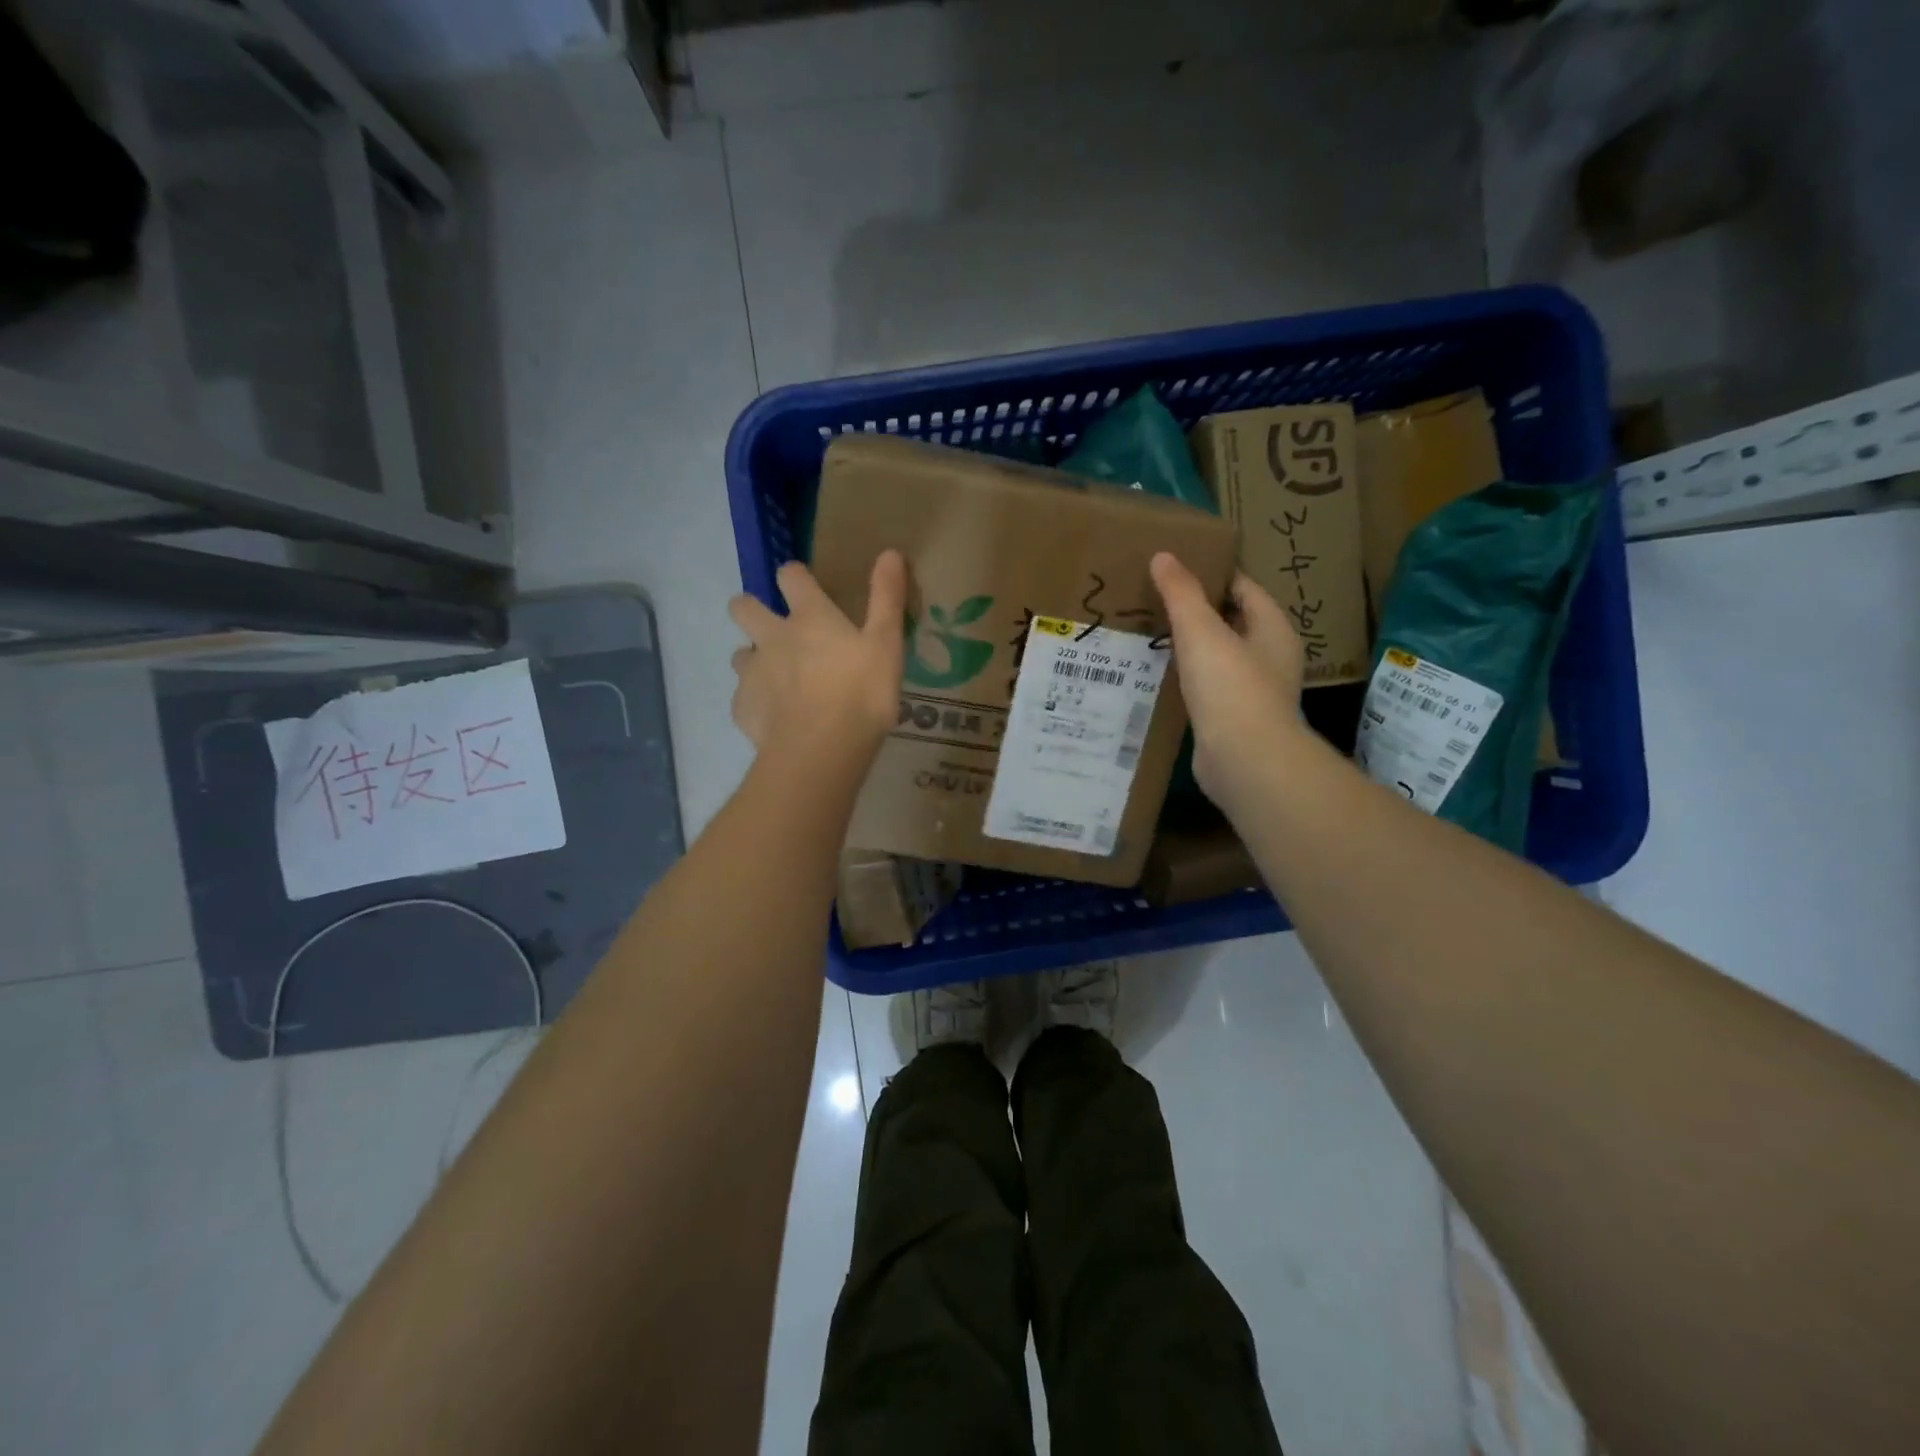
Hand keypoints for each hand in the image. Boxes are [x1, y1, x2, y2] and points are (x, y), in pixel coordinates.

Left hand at [728, 551, 906, 767]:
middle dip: (750, 609)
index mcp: (808, 617)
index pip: (790, 576)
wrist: (821, 749)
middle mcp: (772, 637)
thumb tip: (890, 552)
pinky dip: (757, 703)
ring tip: (777, 680)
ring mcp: (752, 673)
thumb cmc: (861, 692)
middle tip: (772, 628)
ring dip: (754, 659)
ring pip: (740, 655)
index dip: (795, 576)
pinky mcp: (743, 709)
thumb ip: (887, 598)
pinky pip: (744, 698)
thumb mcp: (886, 643)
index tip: (803, 585)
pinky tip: (776, 718)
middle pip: (743, 608)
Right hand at [1150, 552, 1307, 805]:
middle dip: (1197, 611)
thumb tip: (1163, 556)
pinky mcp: (1233, 720)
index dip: (1212, 574)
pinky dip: (1188, 679)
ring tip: (1151, 634)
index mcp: (1273, 629)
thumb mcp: (1201, 631)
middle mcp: (1270, 657)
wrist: (1244, 760)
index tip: (1175, 568)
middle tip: (1156, 599)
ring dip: (1191, 647)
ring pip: (1218, 657)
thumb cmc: (1230, 687)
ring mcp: (1253, 692)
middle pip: (1232, 622)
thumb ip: (1181, 593)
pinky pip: (1208, 688)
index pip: (1244, 588)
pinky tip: (1160, 677)